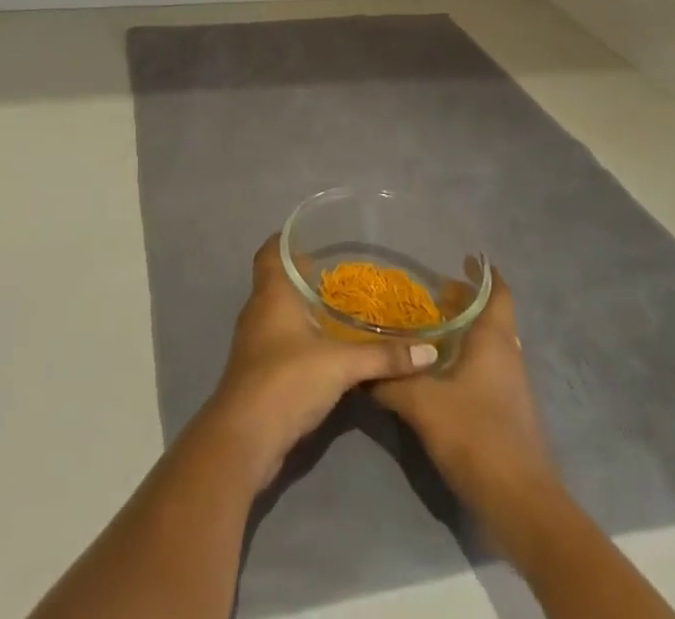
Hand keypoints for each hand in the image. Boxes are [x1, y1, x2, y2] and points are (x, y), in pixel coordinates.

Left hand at [195, 237, 438, 492]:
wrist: (246, 437)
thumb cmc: (287, 379)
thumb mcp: (341, 365)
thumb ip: (383, 357)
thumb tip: (429, 351)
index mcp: (272, 292)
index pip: (271, 250)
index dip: (288, 239)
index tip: (315, 236)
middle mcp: (259, 308)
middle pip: (278, 279)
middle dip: (305, 275)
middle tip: (341, 272)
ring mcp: (255, 340)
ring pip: (280, 311)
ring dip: (304, 308)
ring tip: (340, 307)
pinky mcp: (259, 369)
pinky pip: (281, 338)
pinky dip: (302, 336)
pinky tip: (327, 347)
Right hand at [370, 269, 559, 512]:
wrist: (521, 505)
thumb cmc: (476, 436)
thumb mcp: (422, 404)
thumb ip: (389, 381)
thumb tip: (357, 366)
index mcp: (494, 341)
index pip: (498, 292)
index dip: (483, 273)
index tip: (461, 257)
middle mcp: (507, 356)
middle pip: (490, 317)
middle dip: (463, 303)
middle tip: (429, 293)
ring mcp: (511, 387)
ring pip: (487, 345)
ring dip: (463, 333)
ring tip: (426, 328)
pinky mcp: (507, 413)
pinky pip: (485, 371)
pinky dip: (464, 360)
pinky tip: (436, 372)